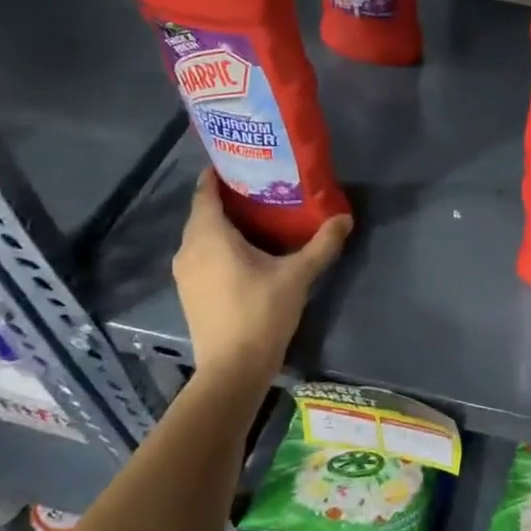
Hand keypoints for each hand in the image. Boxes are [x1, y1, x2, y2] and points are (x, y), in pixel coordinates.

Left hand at [172, 172, 351, 380]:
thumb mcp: (297, 275)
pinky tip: (245, 251)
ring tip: (257, 216)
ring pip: (201, 235)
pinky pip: (201, 254)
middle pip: (203, 212)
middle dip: (227, 198)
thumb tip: (345, 217)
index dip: (218, 174)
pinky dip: (218, 245)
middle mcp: (188, 249)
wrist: (232, 369)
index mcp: (209, 236)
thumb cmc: (261, 313)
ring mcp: (185, 273)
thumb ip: (322, 245)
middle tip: (260, 187)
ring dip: (223, 224)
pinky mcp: (190, 292)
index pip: (205, 192)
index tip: (240, 160)